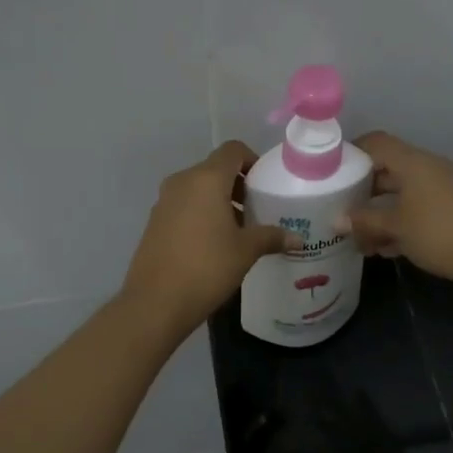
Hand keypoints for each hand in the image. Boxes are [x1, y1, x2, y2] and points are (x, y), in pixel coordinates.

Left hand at [121, 141, 291, 337]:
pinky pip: (184, 206)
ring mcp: (164, 202)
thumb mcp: (246, 251)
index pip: (232, 150)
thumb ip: (272, 237)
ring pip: (198, 189)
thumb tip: (298, 239)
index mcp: (206, 179)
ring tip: (239, 230)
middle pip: (215, 169)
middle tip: (258, 210)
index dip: (252, 161)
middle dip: (238, 185)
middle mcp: (182, 182)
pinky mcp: (155, 222)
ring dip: (220, 201)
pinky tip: (214, 244)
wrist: (156, 302)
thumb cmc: (207, 267)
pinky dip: (202, 214)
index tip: (266, 185)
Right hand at [346, 132, 452, 289]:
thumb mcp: (395, 227)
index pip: (376, 143)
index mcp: (413, 162)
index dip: (352, 152)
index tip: (331, 171)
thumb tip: (336, 220)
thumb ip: (364, 221)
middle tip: (340, 208)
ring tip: (359, 237)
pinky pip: (417, 208)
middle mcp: (428, 168)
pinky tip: (384, 248)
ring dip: (380, 212)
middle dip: (363, 190)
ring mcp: (442, 189)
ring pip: (401, 193)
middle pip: (387, 169)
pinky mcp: (452, 209)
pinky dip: (399, 222)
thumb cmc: (438, 232)